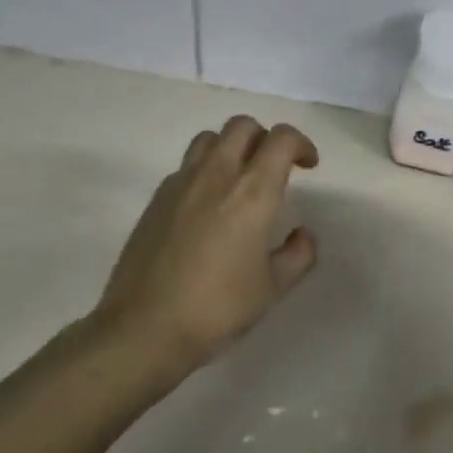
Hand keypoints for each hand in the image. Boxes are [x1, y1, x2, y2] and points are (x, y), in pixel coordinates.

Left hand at [91, 116, 319, 374]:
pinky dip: (204, 171)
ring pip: (209, 139)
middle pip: (243, 126)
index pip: (281, 139)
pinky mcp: (156, 199)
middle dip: (265, 137)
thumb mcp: (273, 288)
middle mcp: (217, 174)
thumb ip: (298, 254)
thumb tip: (303, 235)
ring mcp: (181, 183)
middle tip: (274, 167)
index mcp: (253, 191)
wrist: (145, 327)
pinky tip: (206, 207)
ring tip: (238, 178)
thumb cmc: (218, 307)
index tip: (308, 166)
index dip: (301, 143)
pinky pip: (185, 167)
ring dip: (231, 147)